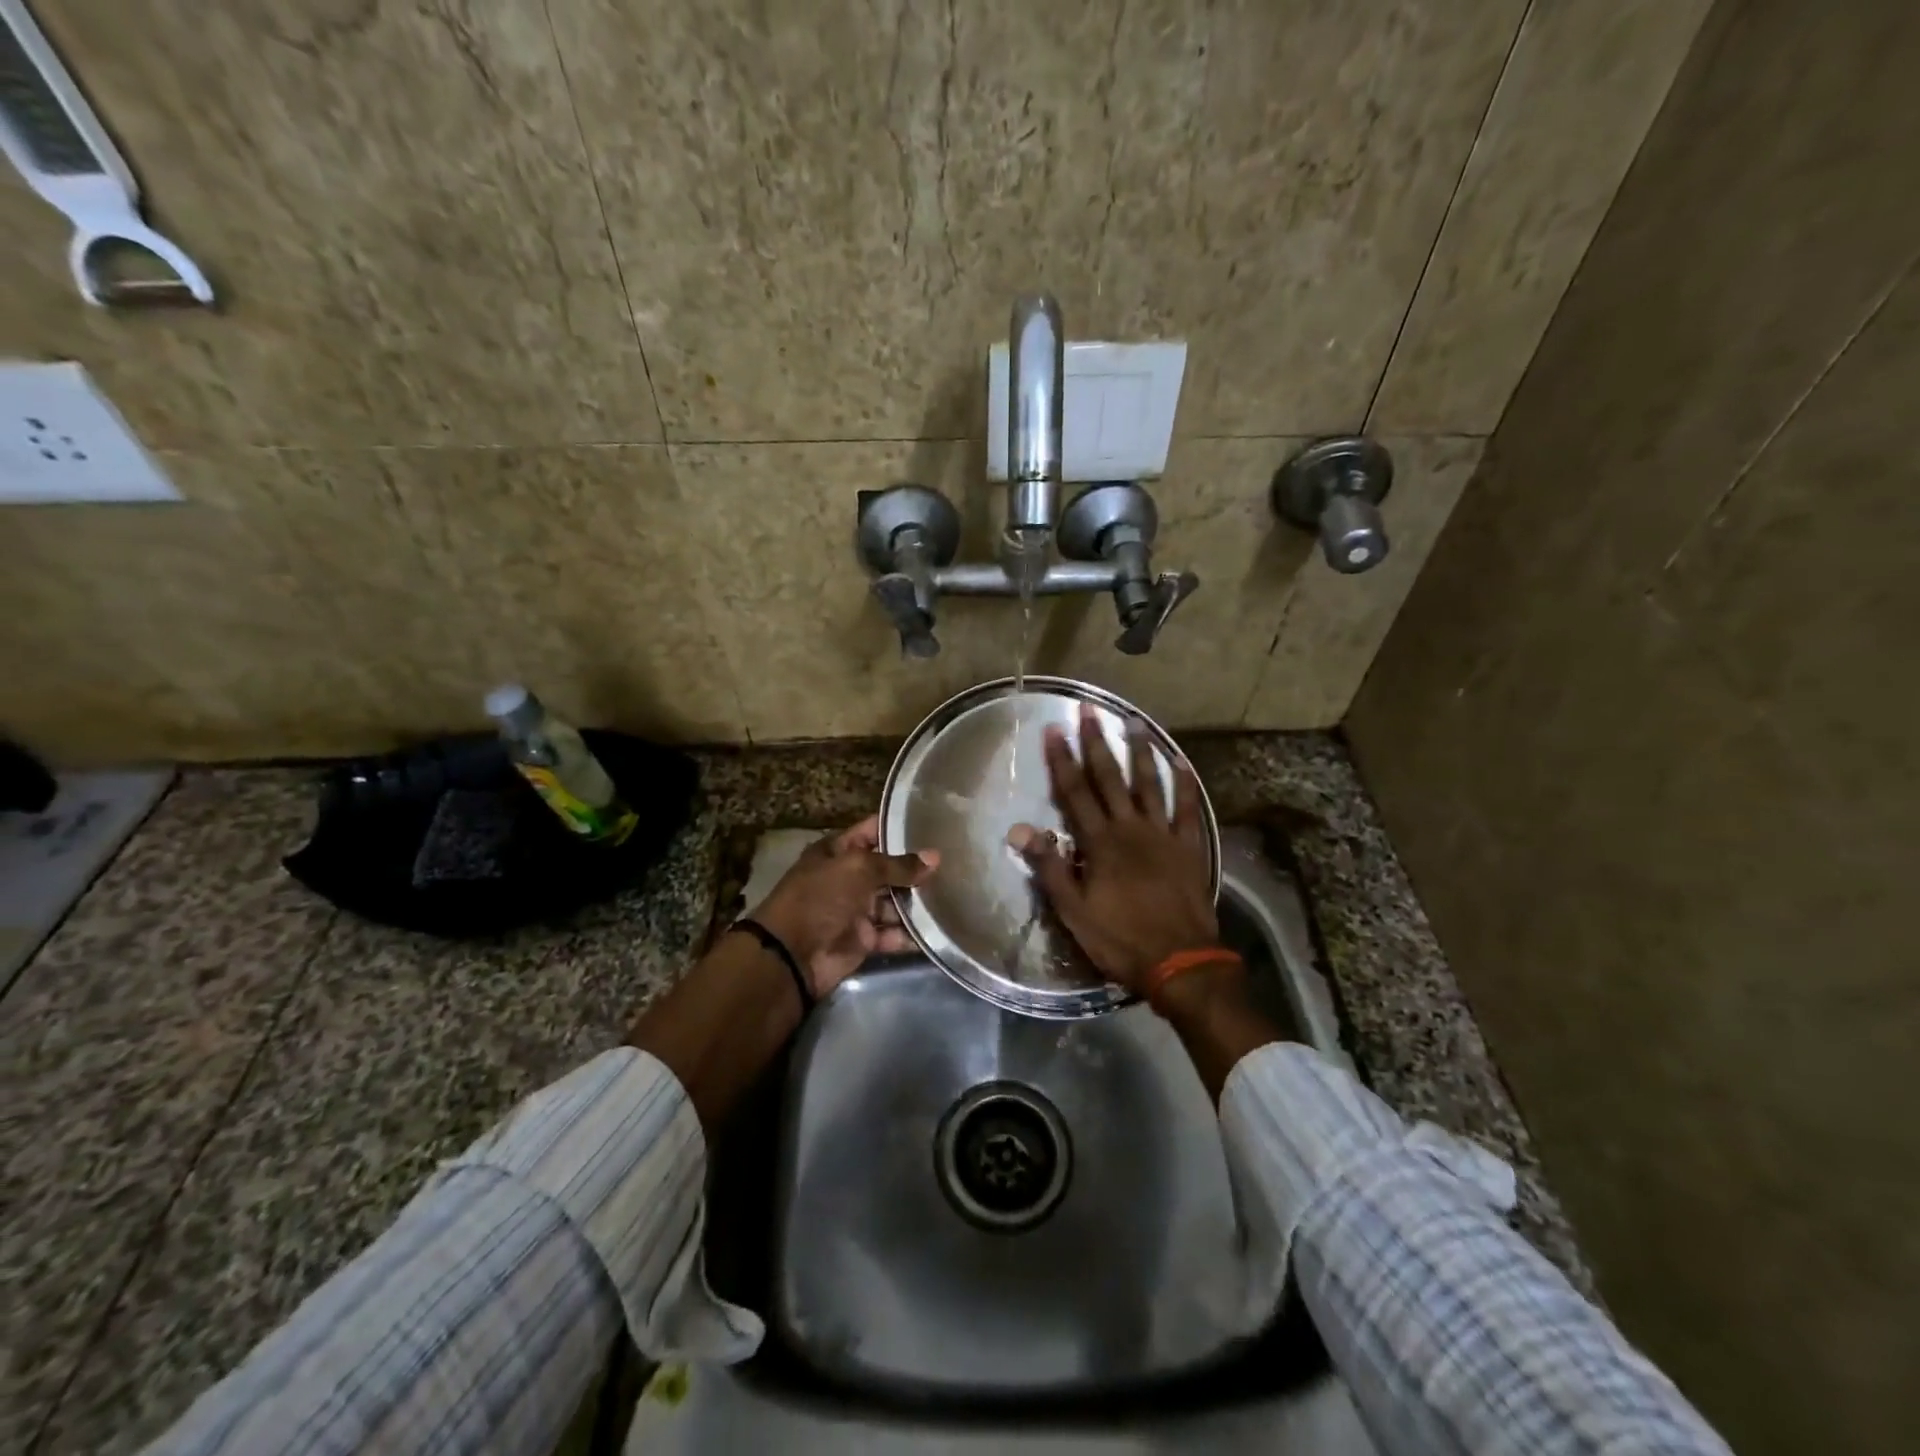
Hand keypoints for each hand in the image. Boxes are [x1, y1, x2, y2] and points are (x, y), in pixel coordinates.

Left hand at [748, 815, 938, 996]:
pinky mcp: (864, 940)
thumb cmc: (821, 897)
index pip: (873, 831)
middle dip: (916, 868)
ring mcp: (856, 910)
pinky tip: (938, 928)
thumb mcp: (859, 869)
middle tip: (956, 863)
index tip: (934, 824)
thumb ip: (898, 865)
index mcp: (839, 852)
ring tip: (953, 895)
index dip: (900, 828)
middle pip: (888, 869)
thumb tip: (935, 857)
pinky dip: (910, 934)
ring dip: (917, 902)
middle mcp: (849, 878)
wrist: (792, 954)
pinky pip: (892, 934)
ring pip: (894, 903)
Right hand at [1010, 704, 1217, 995]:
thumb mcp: (1073, 910)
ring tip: (1133, 722)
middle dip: (1096, 742)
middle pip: (1110, 778)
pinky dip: (1184, 784)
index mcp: (1100, 842)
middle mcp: (1130, 828)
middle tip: (1089, 710)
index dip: (1062, 760)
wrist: (1179, 961)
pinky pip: (1188, 809)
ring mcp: (1163, 835)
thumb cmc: (1120, 938)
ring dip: (1139, 752)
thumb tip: (1020, 830)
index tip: (1053, 730)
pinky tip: (1180, 762)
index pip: (1075, 792)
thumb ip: (1049, 867)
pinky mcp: (1189, 847)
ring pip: (1149, 784)